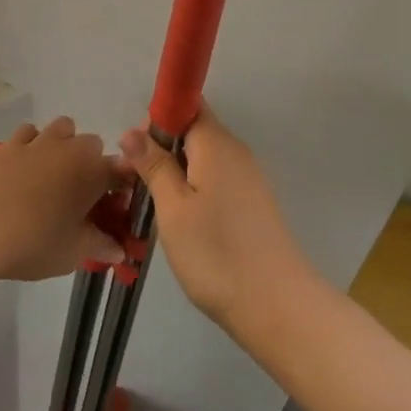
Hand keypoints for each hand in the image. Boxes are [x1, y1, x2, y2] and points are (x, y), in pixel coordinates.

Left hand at [0, 118, 124, 282]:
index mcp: (93, 172)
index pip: (121, 171)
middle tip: (80, 197)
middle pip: (92, 144)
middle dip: (92, 164)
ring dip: (64, 145)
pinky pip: (29, 133)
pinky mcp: (8, 144)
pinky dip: (33, 143)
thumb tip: (118, 251)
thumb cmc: (32, 241)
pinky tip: (24, 167)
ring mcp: (37, 142)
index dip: (121, 189)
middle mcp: (69, 148)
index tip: (113, 210)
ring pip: (62, 128)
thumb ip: (98, 246)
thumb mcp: (72, 252)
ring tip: (53, 176)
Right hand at [120, 108, 314, 332]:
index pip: (187, 104)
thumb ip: (154, 165)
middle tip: (135, 184)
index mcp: (216, 144)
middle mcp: (236, 152)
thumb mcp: (173, 208)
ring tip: (153, 206)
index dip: (158, 118)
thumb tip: (133, 131)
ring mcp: (248, 179)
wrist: (277, 306)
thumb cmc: (216, 253)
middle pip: (193, 131)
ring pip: (203, 159)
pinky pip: (216, 180)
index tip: (137, 150)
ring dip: (175, 172)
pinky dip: (194, 190)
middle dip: (162, 148)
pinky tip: (181, 222)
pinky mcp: (252, 204)